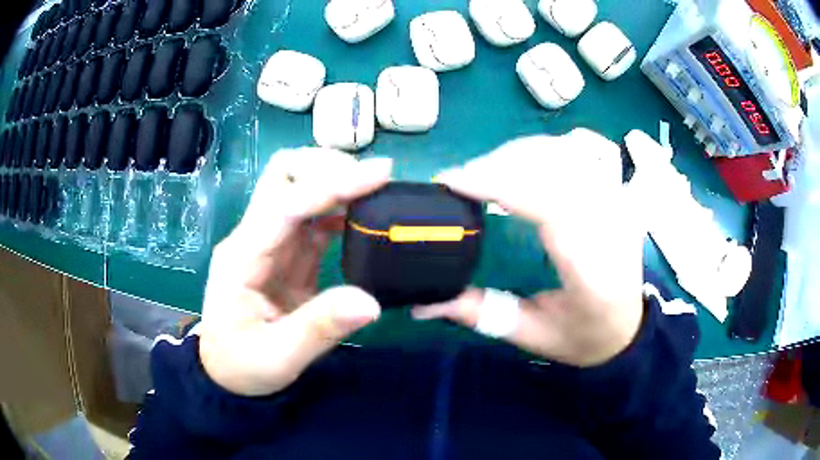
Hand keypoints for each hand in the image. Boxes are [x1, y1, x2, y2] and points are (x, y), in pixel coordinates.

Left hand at [199, 148, 391, 395]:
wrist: (226, 372)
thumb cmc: (242, 366)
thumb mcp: (278, 357)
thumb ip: (320, 328)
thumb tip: (371, 302)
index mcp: (242, 257)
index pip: (286, 204)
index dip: (332, 185)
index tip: (380, 174)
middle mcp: (253, 238)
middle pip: (284, 176)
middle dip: (327, 167)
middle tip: (373, 179)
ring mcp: (270, 244)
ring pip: (300, 190)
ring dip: (337, 183)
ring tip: (378, 192)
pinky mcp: (286, 255)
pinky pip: (313, 219)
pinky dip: (340, 210)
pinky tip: (364, 219)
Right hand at [415, 129, 645, 366]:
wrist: (629, 327)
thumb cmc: (584, 336)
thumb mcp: (531, 336)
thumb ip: (480, 314)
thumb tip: (422, 302)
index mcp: (592, 270)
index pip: (550, 206)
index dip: (500, 183)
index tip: (454, 181)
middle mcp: (612, 226)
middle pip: (556, 168)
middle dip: (500, 164)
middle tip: (462, 179)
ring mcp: (619, 202)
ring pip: (568, 152)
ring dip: (519, 152)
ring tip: (486, 170)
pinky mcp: (617, 192)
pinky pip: (581, 151)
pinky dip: (544, 148)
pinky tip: (523, 162)